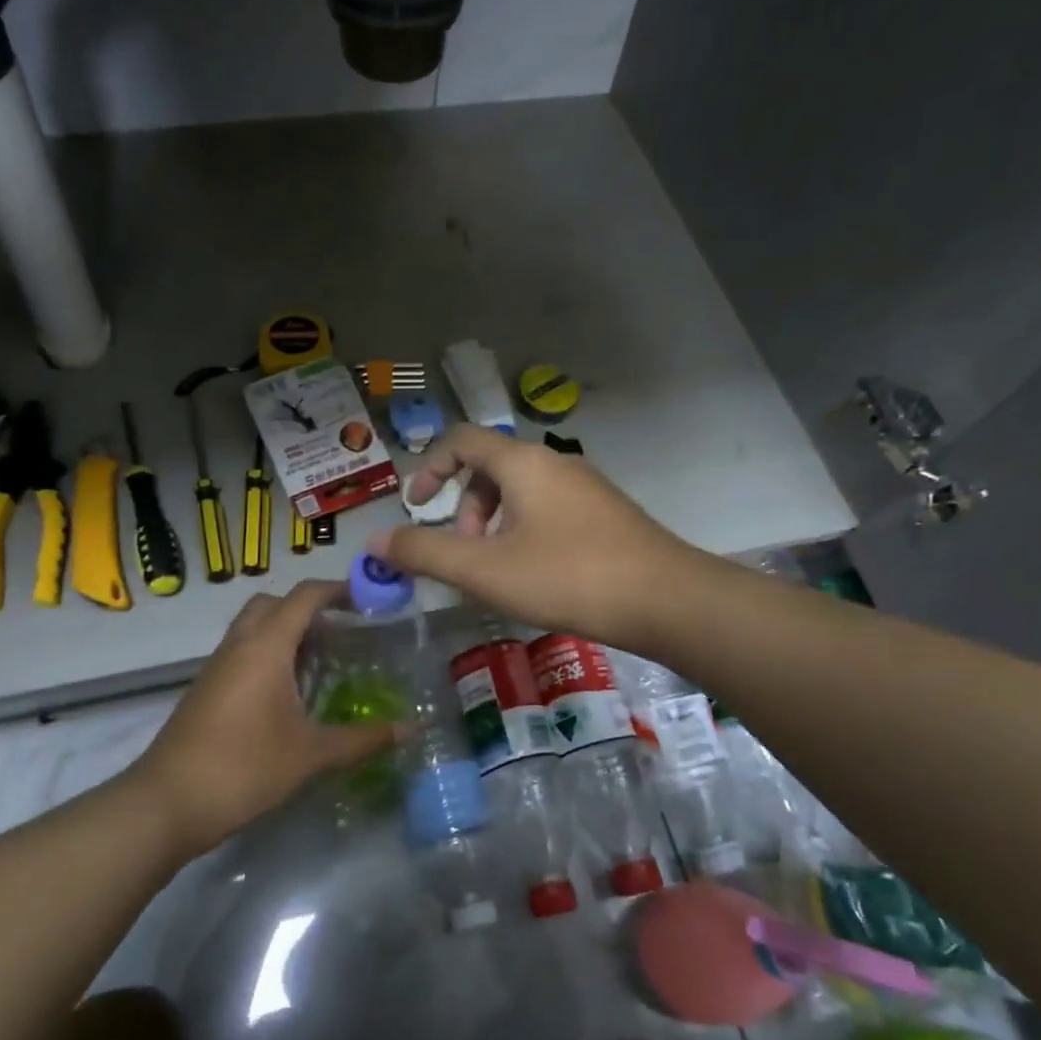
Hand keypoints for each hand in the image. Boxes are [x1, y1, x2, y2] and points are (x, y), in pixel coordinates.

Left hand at [127, 581, 394, 856]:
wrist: (167, 803)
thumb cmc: (243, 768)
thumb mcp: (311, 755)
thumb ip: (363, 739)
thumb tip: (410, 729)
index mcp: (266, 646)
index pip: (305, 595)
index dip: (339, 589)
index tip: (369, 599)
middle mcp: (240, 644)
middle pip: (275, 602)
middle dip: (308, 606)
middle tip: (342, 630)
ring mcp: (218, 665)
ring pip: (254, 625)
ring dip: (285, 629)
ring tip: (321, 658)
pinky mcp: (207, 687)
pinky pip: (242, 650)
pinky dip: (268, 652)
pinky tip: (288, 691)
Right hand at [368, 425, 703, 648]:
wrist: (667, 600)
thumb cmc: (567, 576)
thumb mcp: (485, 570)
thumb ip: (424, 553)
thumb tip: (373, 541)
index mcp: (523, 462)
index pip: (462, 439)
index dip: (429, 467)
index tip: (416, 506)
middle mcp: (555, 463)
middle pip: (490, 467)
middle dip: (464, 508)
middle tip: (465, 555)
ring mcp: (586, 487)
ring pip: (521, 492)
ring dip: (494, 524)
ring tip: (498, 572)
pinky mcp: (606, 514)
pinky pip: (549, 509)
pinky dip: (524, 532)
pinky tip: (537, 576)